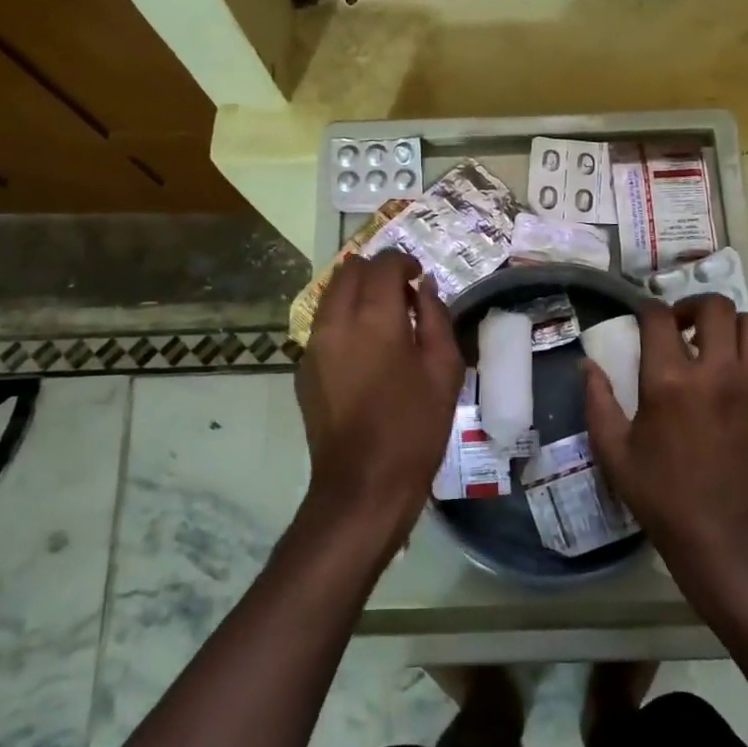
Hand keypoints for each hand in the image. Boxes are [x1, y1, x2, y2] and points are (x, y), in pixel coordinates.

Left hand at [294, 251, 462, 547]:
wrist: (363, 484)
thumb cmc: (415, 427)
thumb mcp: (444, 370)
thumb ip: (436, 318)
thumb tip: (425, 288)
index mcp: (374, 318)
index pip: (382, 265)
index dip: (402, 262)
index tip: (419, 276)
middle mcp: (336, 321)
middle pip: (348, 270)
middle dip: (376, 271)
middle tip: (402, 293)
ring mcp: (313, 345)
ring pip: (330, 295)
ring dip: (356, 292)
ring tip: (383, 318)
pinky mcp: (304, 369)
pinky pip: (322, 325)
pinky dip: (343, 319)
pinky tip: (364, 348)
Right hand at [583, 294, 747, 579]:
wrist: (723, 538)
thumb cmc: (661, 495)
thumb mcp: (613, 451)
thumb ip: (597, 401)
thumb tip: (587, 364)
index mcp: (669, 380)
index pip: (658, 317)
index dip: (647, 309)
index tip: (642, 319)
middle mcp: (716, 372)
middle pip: (715, 306)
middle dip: (694, 306)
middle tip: (683, 327)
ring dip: (732, 327)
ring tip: (718, 346)